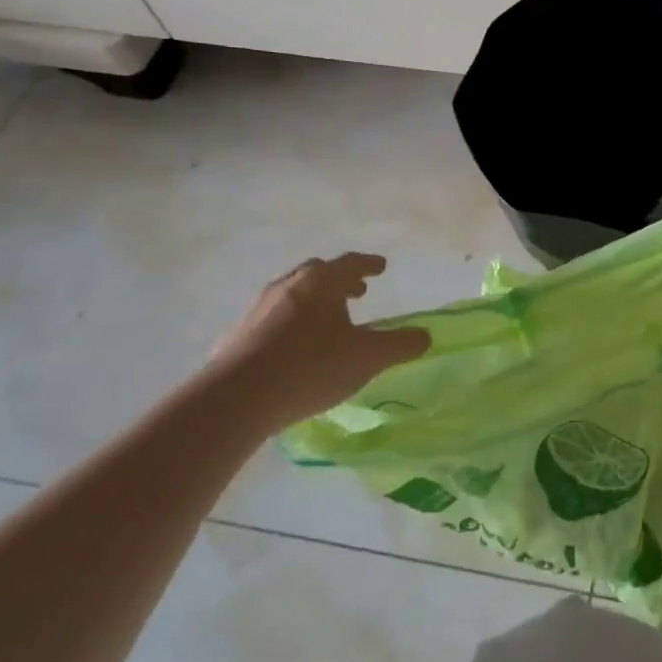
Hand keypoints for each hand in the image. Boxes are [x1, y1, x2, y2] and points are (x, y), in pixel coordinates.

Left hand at [207, 253, 429, 429]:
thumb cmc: (311, 367)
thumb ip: (400, 345)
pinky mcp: (236, 336)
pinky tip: (291, 347)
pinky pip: (270, 320)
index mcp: (321, 283)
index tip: (381, 267)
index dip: (368, 264)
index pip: (350, 263)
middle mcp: (288, 287)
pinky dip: (289, 324)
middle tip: (356, 292)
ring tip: (326, 320)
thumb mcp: (367, 358)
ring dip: (313, 301)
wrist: (236, 398)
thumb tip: (425, 336)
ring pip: (291, 295)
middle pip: (317, 274)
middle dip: (340, 280)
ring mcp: (257, 309)